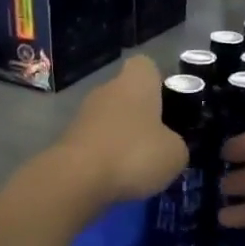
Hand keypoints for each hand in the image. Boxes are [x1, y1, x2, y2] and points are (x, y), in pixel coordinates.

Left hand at [53, 56, 187, 203]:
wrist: (77, 179)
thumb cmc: (134, 153)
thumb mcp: (175, 154)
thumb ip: (176, 143)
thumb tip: (169, 146)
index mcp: (136, 81)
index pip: (146, 66)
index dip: (159, 82)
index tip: (168, 104)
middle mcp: (107, 89)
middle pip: (127, 94)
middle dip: (141, 114)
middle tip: (158, 141)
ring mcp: (84, 113)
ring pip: (111, 118)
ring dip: (123, 137)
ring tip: (139, 165)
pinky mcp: (68, 139)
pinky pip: (96, 142)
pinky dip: (106, 156)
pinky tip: (116, 177)